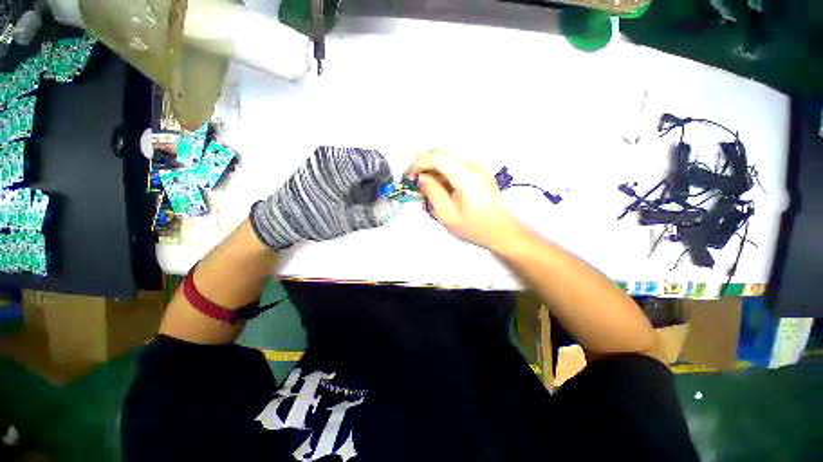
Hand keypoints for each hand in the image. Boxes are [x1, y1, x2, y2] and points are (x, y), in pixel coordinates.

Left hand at [251, 146, 398, 248]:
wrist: (280, 218)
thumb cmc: (315, 218)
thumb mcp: (349, 220)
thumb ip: (376, 213)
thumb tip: (396, 206)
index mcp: (341, 166)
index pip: (376, 161)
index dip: (385, 177)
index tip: (384, 193)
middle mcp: (333, 154)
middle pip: (368, 160)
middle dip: (375, 179)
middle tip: (371, 198)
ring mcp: (324, 155)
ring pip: (358, 161)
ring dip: (364, 178)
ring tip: (357, 198)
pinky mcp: (319, 160)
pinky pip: (346, 163)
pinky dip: (354, 177)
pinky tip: (346, 192)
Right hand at [407, 149, 522, 251]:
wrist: (502, 231)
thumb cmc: (474, 227)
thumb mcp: (447, 215)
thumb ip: (432, 193)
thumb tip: (421, 178)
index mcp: (466, 176)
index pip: (438, 157)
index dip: (419, 162)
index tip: (409, 176)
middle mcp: (473, 166)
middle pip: (443, 155)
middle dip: (424, 163)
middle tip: (411, 177)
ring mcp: (478, 168)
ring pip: (449, 160)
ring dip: (433, 169)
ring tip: (421, 183)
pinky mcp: (479, 173)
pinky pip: (456, 167)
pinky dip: (443, 173)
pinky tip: (436, 185)